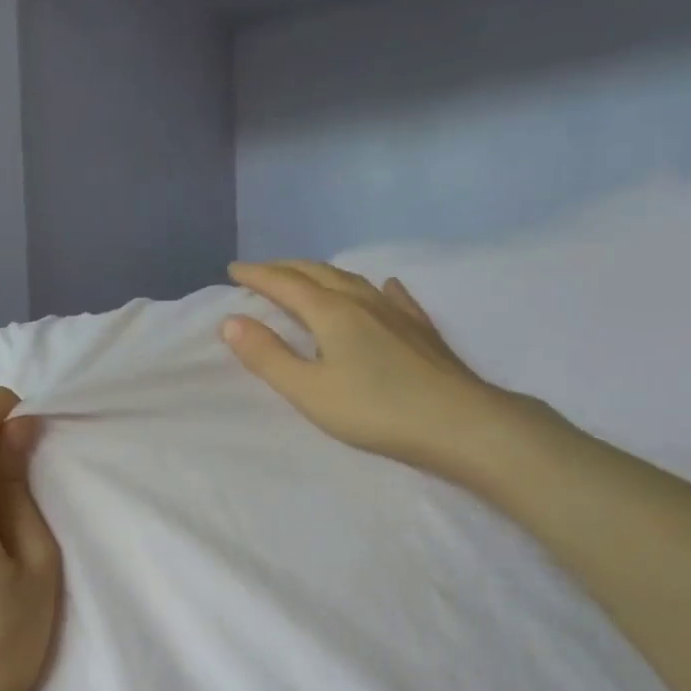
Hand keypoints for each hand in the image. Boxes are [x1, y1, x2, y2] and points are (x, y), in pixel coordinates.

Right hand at [221, 260, 547, 486]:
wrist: (458, 422)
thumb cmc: (375, 409)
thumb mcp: (309, 390)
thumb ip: (267, 356)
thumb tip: (231, 321)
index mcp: (331, 313)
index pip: (285, 284)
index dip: (257, 276)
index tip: (233, 271)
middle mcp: (362, 301)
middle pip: (317, 274)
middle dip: (285, 269)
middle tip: (261, 271)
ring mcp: (396, 312)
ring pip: (352, 280)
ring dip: (322, 274)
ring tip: (306, 277)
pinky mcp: (421, 329)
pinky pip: (392, 296)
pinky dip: (375, 288)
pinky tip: (383, 287)